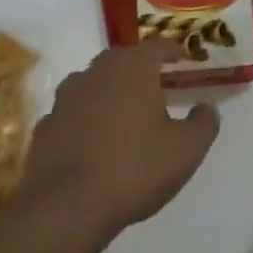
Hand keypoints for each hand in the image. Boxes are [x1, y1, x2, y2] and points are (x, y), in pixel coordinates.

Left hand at [19, 40, 218, 235]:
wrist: (67, 205)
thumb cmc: (135, 168)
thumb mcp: (186, 150)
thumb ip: (203, 123)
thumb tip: (207, 108)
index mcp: (132, 68)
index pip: (157, 46)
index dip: (173, 51)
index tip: (184, 58)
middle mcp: (96, 72)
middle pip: (122, 60)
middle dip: (140, 69)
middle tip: (156, 86)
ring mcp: (65, 97)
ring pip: (93, 83)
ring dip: (109, 92)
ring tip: (124, 113)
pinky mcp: (45, 125)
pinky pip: (72, 113)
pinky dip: (85, 119)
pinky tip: (93, 141)